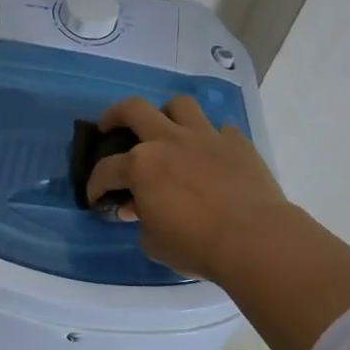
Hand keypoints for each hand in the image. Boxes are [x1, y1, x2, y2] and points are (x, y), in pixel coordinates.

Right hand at [85, 95, 288, 281]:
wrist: (254, 239)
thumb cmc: (196, 245)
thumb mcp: (153, 242)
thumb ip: (141, 219)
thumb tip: (138, 208)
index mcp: (141, 165)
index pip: (106, 170)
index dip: (95, 185)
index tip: (96, 200)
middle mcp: (169, 141)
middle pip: (134, 109)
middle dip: (115, 116)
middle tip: (110, 127)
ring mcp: (206, 137)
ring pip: (180, 105)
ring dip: (166, 114)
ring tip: (165, 130)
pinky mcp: (237, 143)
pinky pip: (220, 129)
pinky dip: (210, 138)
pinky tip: (209, 154)